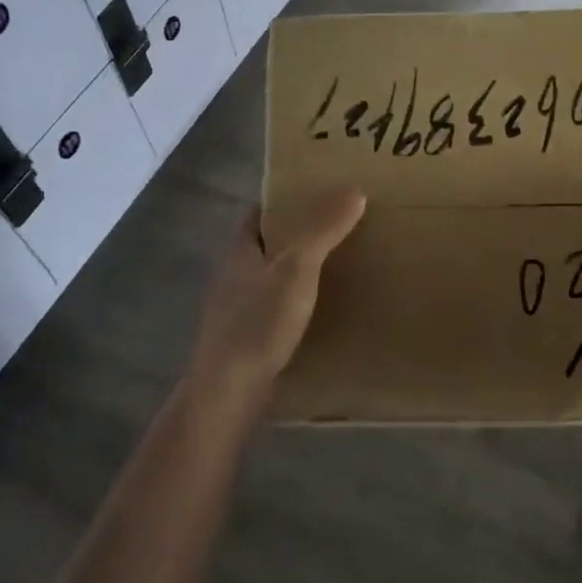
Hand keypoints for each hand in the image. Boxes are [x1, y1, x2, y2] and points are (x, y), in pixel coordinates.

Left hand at [189, 188, 366, 398]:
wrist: (227, 393)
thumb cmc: (258, 323)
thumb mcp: (296, 269)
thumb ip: (322, 229)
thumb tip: (353, 189)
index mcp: (239, 250)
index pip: (257, 212)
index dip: (283, 200)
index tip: (317, 194)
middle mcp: (233, 275)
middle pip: (265, 244)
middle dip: (297, 235)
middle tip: (339, 228)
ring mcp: (236, 310)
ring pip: (270, 278)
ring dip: (297, 271)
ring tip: (339, 267)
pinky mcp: (245, 340)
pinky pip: (275, 309)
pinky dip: (296, 303)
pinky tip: (321, 312)